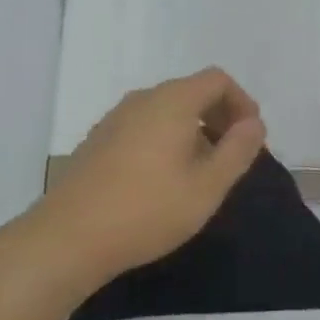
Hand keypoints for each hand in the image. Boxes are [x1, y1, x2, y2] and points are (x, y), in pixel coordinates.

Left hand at [26, 68, 267, 295]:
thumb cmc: (146, 210)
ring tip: (198, 172)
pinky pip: (143, 126)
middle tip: (229, 156)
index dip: (241, 102)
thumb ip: (237, 150)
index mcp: (172, 101)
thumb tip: (254, 124)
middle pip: (191, 91)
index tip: (250, 137)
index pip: (217, 80)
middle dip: (219, 117)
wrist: (65, 239)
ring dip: (191, 130)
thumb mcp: (207, 187)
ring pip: (165, 110)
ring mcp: (115, 118)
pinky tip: (161, 181)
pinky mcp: (97, 141)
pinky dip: (164, 140)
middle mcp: (142, 99)